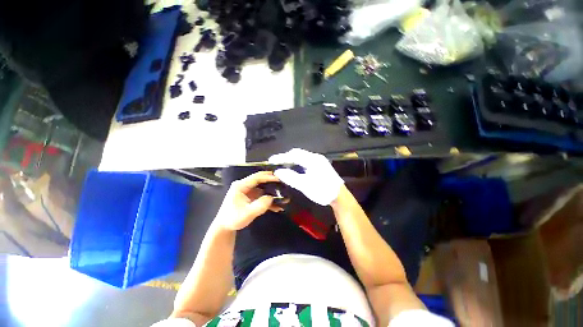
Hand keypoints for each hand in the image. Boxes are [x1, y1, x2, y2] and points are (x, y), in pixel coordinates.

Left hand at [216, 171, 281, 230]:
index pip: (256, 178)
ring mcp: (247, 191)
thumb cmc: (233, 219)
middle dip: (271, 181)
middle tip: (282, 182)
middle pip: (260, 180)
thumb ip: (261, 205)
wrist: (224, 227)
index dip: (268, 177)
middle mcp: (244, 186)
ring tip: (282, 194)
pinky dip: (268, 199)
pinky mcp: (250, 197)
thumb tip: (271, 198)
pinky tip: (277, 205)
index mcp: (240, 186)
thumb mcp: (247, 213)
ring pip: (262, 187)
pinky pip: (261, 195)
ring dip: (271, 191)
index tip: (278, 179)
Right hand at [269, 148, 343, 205]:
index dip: (281, 157)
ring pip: (301, 157)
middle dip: (285, 158)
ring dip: (291, 161)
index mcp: (313, 160)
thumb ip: (290, 177)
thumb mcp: (305, 185)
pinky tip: (292, 169)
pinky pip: (304, 161)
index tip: (271, 161)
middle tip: (275, 164)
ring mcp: (318, 161)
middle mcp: (315, 157)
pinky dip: (296, 164)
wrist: (340, 197)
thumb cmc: (323, 191)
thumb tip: (277, 171)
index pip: (294, 155)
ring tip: (281, 166)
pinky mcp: (319, 166)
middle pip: (297, 153)